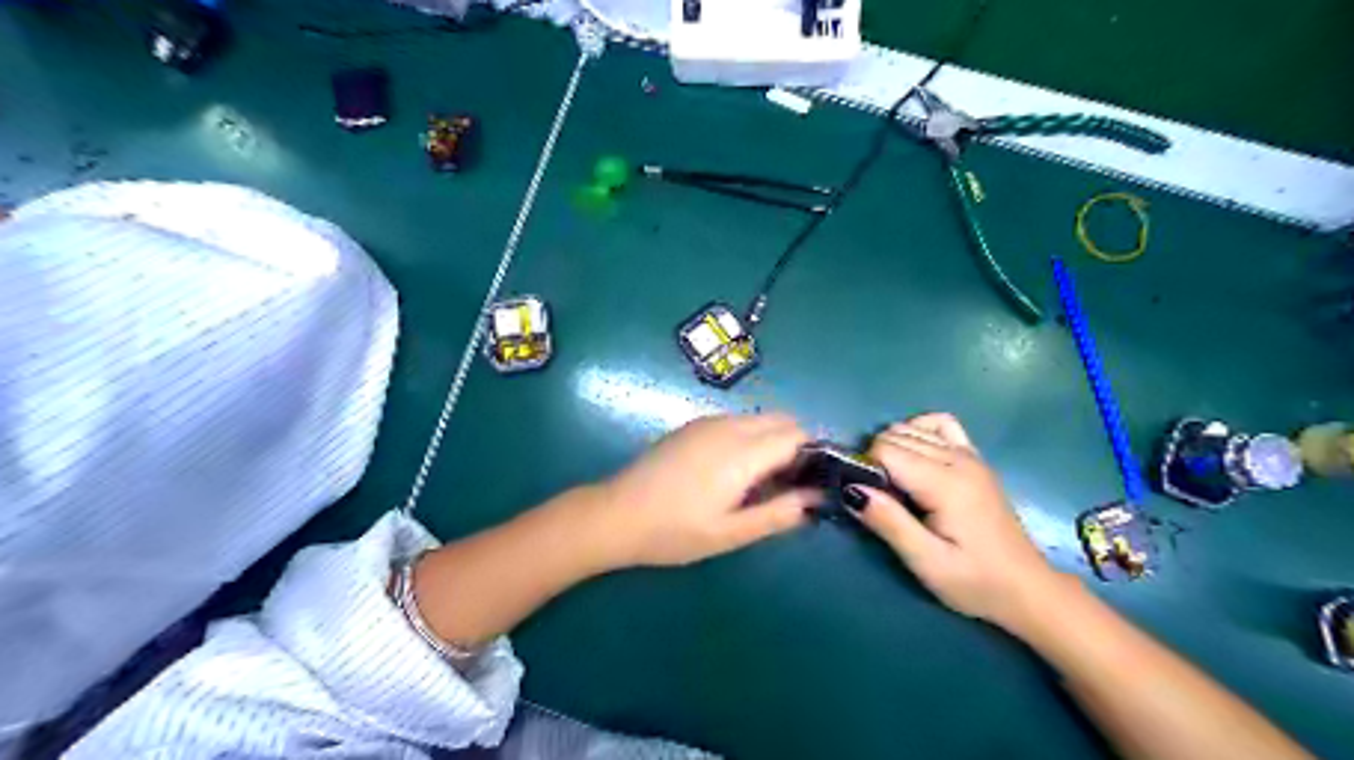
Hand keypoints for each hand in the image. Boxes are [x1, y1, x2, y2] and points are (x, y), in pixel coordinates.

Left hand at [601, 415, 813, 569]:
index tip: (812, 484)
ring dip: (772, 441)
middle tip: (787, 486)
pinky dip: (750, 438)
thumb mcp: (729, 533)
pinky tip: (732, 472)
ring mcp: (707, 422)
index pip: (796, 435)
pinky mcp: (692, 426)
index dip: (813, 456)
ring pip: (759, 419)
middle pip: (781, 419)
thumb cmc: (673, 531)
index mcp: (741, 452)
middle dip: (796, 446)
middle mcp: (728, 426)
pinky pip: (736, 421)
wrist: (615, 514)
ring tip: (760, 483)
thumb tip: (816, 500)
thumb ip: (777, 514)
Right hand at [844, 413, 1069, 632]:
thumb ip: (889, 523)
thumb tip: (851, 489)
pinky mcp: (975, 459)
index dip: (864, 469)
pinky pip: (940, 425)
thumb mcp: (926, 563)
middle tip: (878, 501)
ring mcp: (970, 455)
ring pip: (912, 428)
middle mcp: (958, 459)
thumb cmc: (975, 582)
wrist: (1027, 590)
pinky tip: (914, 457)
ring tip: (894, 486)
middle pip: (895, 435)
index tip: (865, 500)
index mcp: (945, 484)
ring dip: (892, 448)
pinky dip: (919, 431)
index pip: (885, 449)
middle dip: (875, 460)